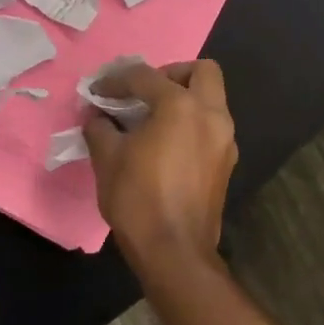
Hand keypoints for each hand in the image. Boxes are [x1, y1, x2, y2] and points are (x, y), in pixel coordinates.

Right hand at [84, 60, 237, 280]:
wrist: (174, 252)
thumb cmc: (138, 199)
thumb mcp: (107, 158)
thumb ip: (100, 127)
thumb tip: (97, 116)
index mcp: (181, 106)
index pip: (146, 77)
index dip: (116, 80)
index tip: (97, 91)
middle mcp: (211, 115)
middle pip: (202, 72)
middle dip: (172, 74)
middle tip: (145, 93)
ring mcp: (225, 140)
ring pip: (211, 100)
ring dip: (184, 99)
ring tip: (152, 119)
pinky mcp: (226, 163)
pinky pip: (211, 127)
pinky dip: (192, 124)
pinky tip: (166, 144)